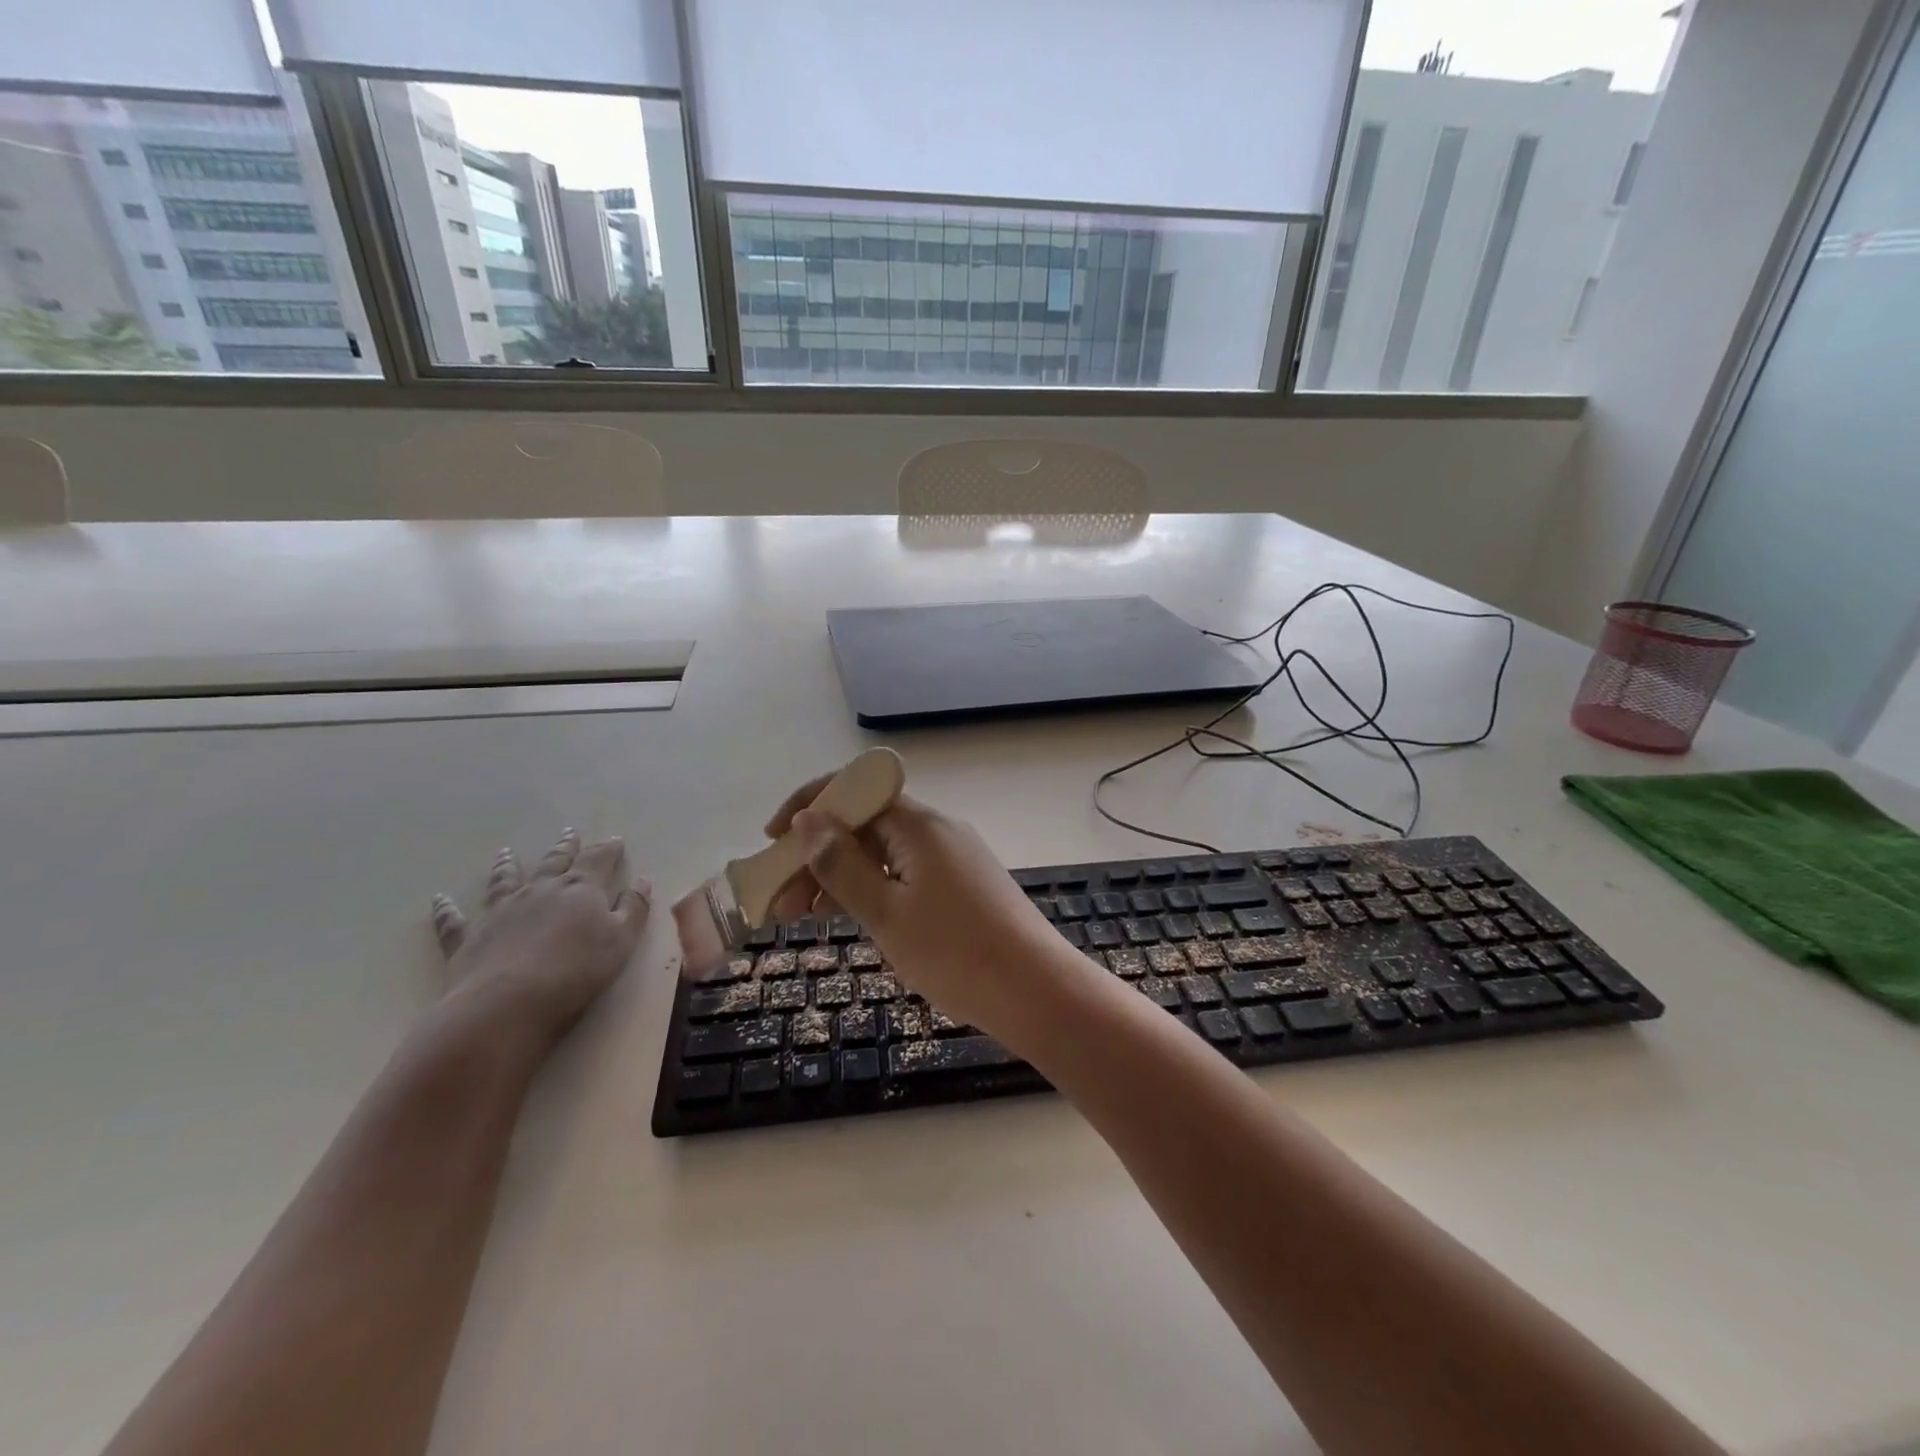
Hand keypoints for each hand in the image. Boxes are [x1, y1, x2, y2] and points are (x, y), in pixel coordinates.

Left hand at [429, 829, 649, 1049]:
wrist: (507, 1006)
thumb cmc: (577, 973)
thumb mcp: (622, 941)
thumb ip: (633, 909)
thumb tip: (642, 881)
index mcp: (581, 890)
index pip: (598, 860)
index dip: (608, 849)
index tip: (615, 840)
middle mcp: (540, 891)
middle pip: (554, 862)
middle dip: (565, 847)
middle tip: (569, 834)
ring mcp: (500, 911)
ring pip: (504, 880)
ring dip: (506, 865)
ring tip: (506, 852)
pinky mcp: (467, 938)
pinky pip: (453, 920)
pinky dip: (446, 909)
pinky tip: (439, 899)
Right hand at [764, 781, 1065, 1031]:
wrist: (1034, 990)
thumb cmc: (954, 952)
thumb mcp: (885, 912)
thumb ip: (841, 865)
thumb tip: (809, 820)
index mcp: (918, 825)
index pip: (854, 791)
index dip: (809, 807)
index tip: (773, 840)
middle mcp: (937, 830)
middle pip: (866, 825)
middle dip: (818, 855)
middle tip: (783, 901)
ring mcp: (953, 857)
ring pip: (884, 854)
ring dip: (843, 876)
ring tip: (808, 916)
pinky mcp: (963, 884)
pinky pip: (906, 873)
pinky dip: (874, 889)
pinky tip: (854, 917)